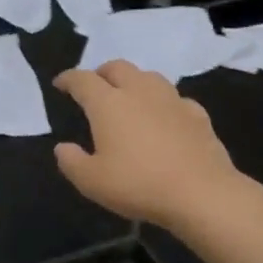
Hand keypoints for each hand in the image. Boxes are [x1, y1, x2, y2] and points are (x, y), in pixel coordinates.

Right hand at [53, 61, 243, 229]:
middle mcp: (139, 92)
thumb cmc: (138, 184)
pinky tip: (164, 117)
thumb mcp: (91, 181)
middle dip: (101, 73)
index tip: (60, 84)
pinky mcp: (197, 115)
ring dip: (133, 81)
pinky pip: (175, 98)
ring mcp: (172, 100)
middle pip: (117, 67)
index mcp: (108, 103)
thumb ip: (71, 161)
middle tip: (94, 88)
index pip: (82, 80)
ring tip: (128, 97)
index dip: (68, 79)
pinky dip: (162, 102)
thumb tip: (63, 147)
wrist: (202, 194)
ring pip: (148, 76)